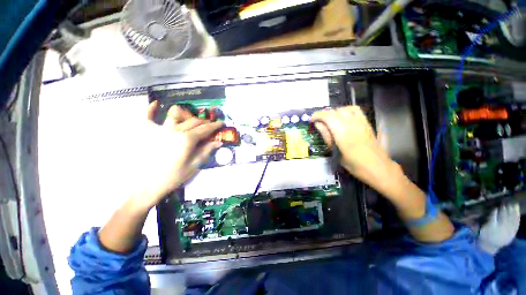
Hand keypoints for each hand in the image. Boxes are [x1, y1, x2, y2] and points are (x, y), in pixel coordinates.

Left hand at [129, 101, 223, 208]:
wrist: (147, 186)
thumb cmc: (173, 177)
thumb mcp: (194, 165)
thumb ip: (207, 151)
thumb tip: (218, 142)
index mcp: (187, 139)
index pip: (205, 129)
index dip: (215, 125)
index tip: (222, 123)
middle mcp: (174, 130)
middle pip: (193, 121)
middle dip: (205, 122)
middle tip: (211, 125)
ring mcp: (159, 129)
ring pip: (176, 115)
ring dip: (187, 115)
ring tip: (192, 119)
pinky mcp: (147, 132)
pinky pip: (148, 116)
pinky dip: (152, 109)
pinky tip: (156, 103)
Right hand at [312, 106, 402, 194]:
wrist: (378, 167)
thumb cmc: (354, 164)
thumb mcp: (336, 152)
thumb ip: (327, 136)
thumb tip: (318, 124)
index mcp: (343, 133)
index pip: (328, 116)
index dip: (318, 115)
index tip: (311, 120)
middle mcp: (352, 124)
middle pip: (335, 111)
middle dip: (324, 115)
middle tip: (318, 122)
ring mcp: (361, 122)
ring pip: (344, 109)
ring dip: (334, 112)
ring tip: (329, 120)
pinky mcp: (366, 123)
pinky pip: (355, 110)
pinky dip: (346, 110)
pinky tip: (342, 118)